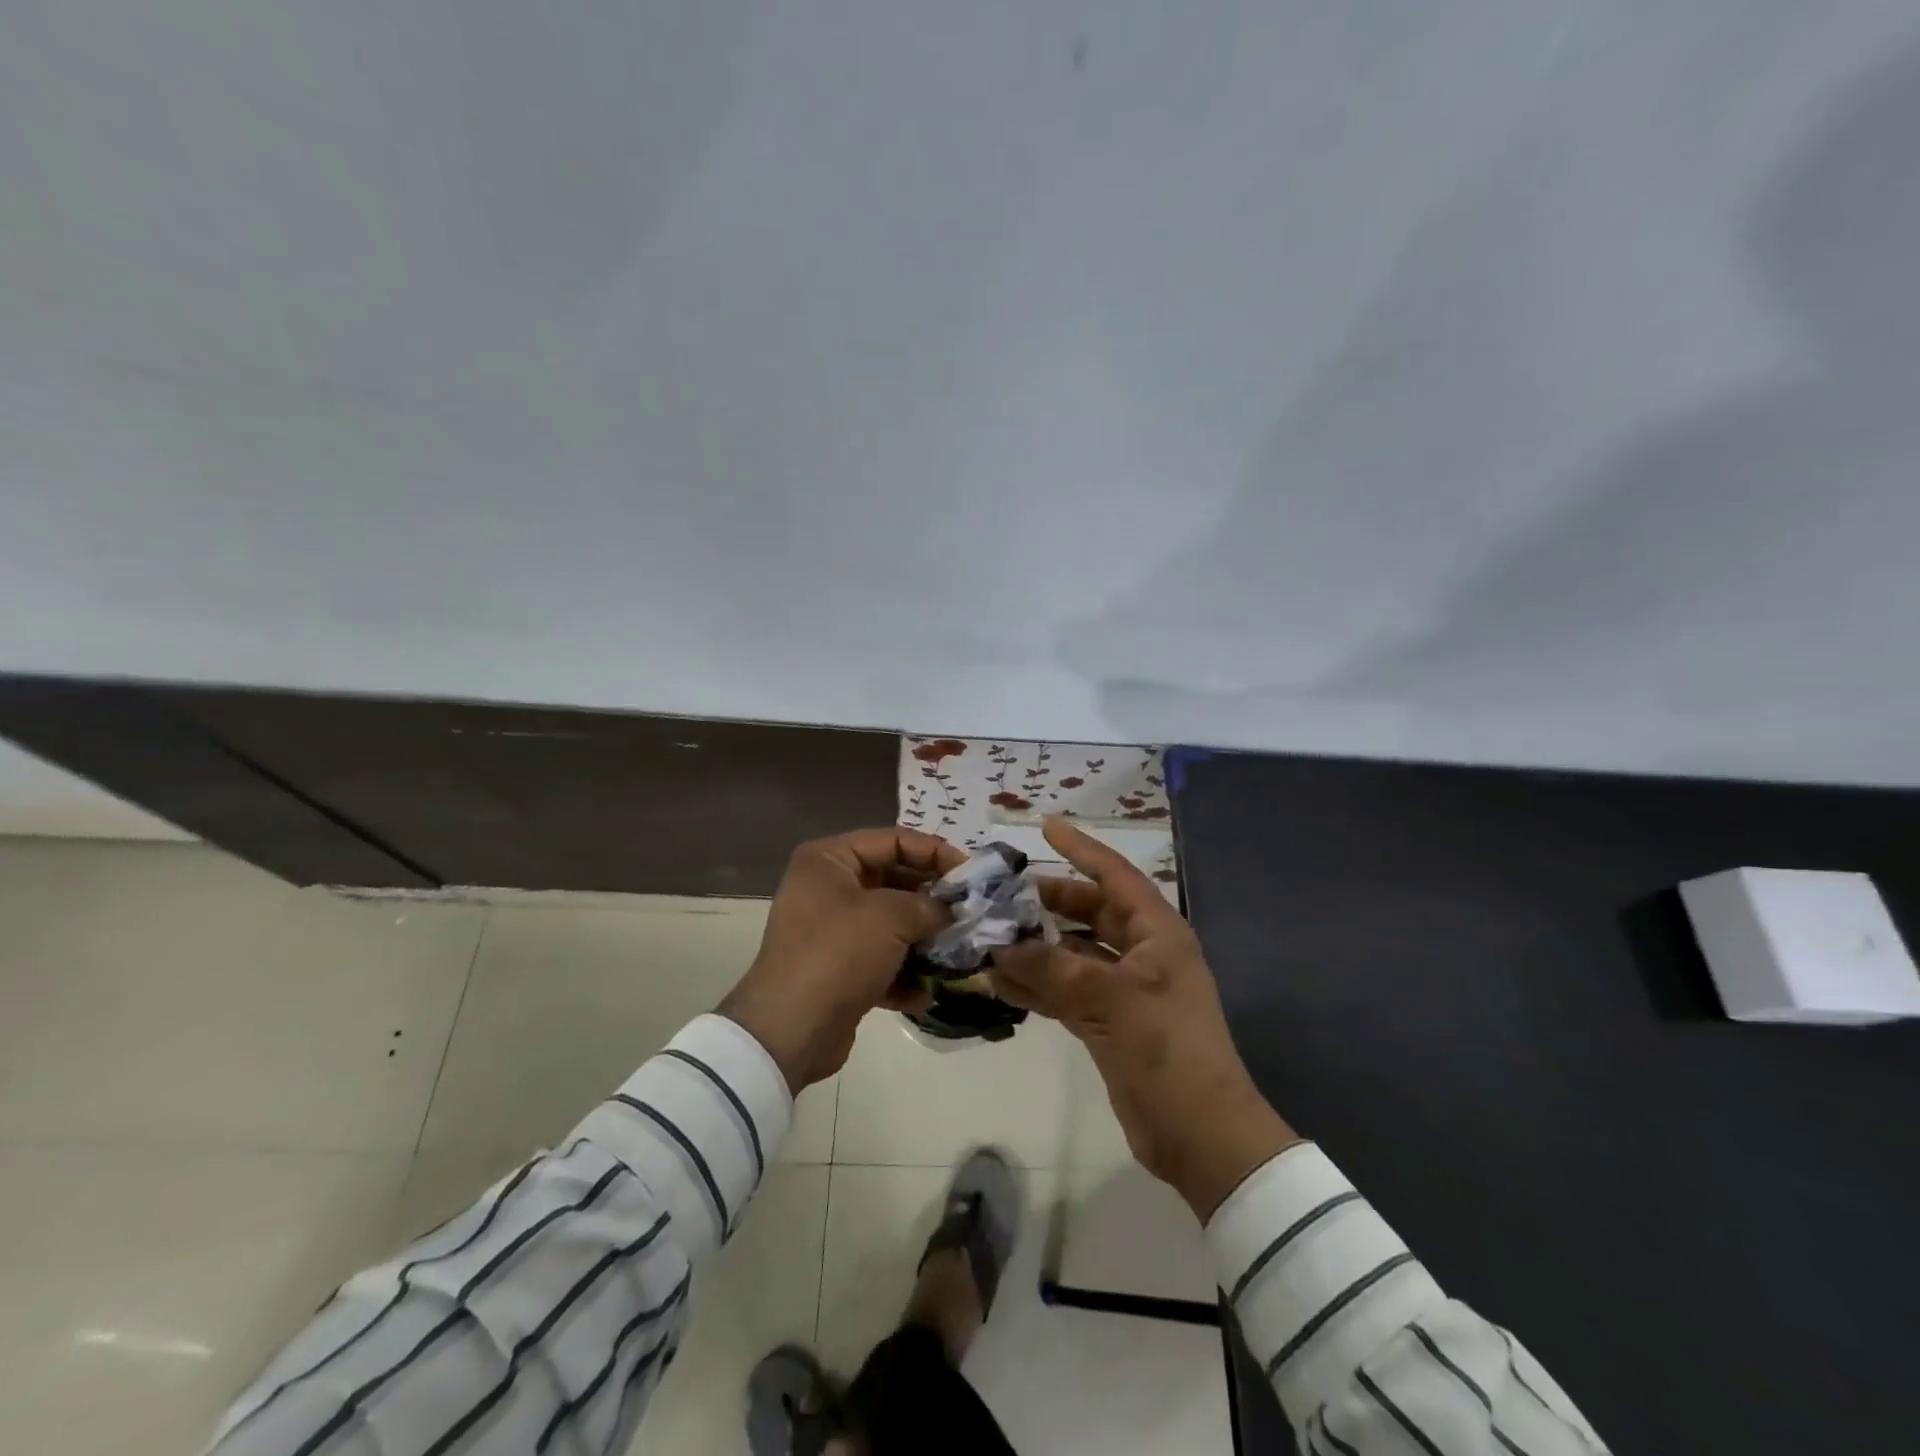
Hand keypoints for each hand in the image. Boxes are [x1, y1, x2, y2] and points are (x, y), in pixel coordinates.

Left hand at [719, 827, 965, 1092]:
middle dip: (931, 898)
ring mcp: (832, 930)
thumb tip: (950, 910)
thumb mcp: (891, 917)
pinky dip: (905, 972)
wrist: (791, 1030)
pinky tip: (927, 991)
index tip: (970, 873)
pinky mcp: (839, 969)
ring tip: (957, 949)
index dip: (934, 852)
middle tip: (969, 911)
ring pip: (891, 923)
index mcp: (829, 859)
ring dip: (923, 937)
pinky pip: (881, 959)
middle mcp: (827, 888)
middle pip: (893, 880)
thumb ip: (929, 904)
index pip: (893, 840)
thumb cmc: (839, 953)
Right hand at [989, 819, 1298, 1219]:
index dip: (1081, 849)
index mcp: (1157, 932)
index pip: (1115, 875)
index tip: (1045, 827)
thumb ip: (1052, 967)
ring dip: (1036, 948)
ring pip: (1073, 953)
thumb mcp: (1109, 998)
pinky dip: (1038, 986)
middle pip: (1090, 913)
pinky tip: (1002, 984)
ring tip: (990, 938)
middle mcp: (1142, 952)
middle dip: (1048, 904)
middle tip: (1002, 896)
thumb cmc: (1165, 1048)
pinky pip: (1067, 990)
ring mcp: (1125, 989)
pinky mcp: (1109, 1022)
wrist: (1200, 1133)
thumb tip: (1000, 947)